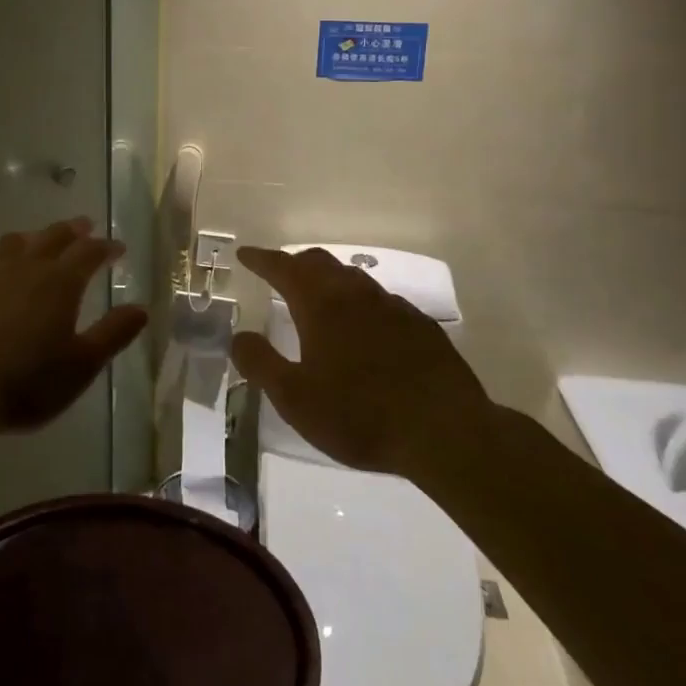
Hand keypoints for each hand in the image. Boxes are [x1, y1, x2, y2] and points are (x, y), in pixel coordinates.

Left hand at [0, 218, 148, 438]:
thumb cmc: (25, 382)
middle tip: (85, 226)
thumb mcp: (81, 366)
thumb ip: (113, 333)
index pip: (89, 252)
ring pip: (14, 243)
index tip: (118, 247)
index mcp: (60, 282)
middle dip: (73, 230)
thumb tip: (141, 308)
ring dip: (33, 238)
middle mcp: (25, 268)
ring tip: (38, 242)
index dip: (106, 247)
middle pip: (53, 237)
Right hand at [231, 245, 495, 480]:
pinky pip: (381, 300)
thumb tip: (239, 336)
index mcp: (321, 305)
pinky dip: (360, 302)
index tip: (245, 254)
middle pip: (320, 263)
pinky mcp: (420, 326)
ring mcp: (393, 307)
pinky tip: (364, 327)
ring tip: (319, 296)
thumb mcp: (295, 399)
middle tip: (278, 272)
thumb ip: (260, 364)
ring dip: (329, 279)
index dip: (261, 259)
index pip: (283, 268)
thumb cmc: (360, 415)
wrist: (446, 432)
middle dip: (294, 263)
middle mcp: (356, 294)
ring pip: (353, 278)